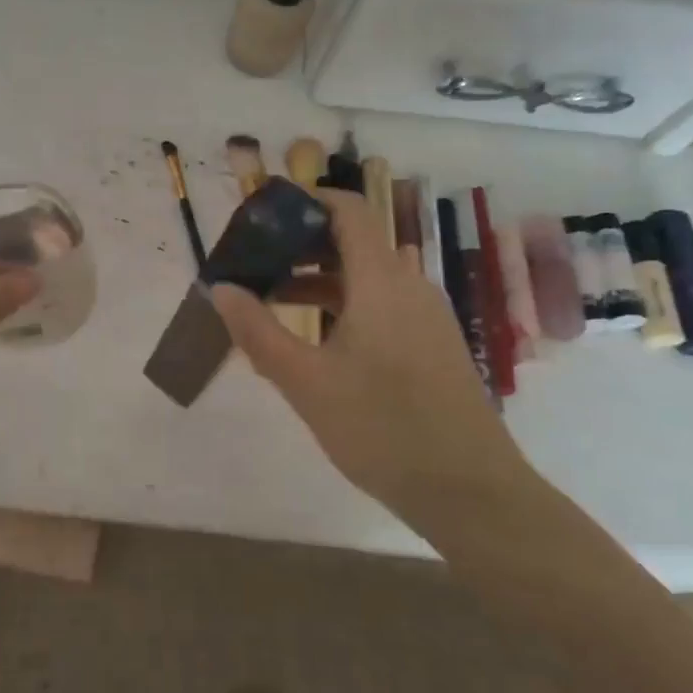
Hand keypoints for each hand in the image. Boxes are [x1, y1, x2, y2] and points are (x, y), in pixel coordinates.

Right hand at [210, 189, 531, 523]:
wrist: (471, 493)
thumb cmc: (382, 429)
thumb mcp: (305, 383)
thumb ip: (258, 331)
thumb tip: (221, 288)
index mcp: (382, 282)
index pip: (350, 210)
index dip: (308, 199)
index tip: (264, 212)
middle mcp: (409, 286)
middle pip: (355, 240)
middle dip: (303, 243)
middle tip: (257, 260)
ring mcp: (426, 316)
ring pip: (367, 276)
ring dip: (320, 278)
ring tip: (273, 299)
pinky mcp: (433, 344)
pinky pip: (383, 303)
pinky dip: (344, 304)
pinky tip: (316, 340)